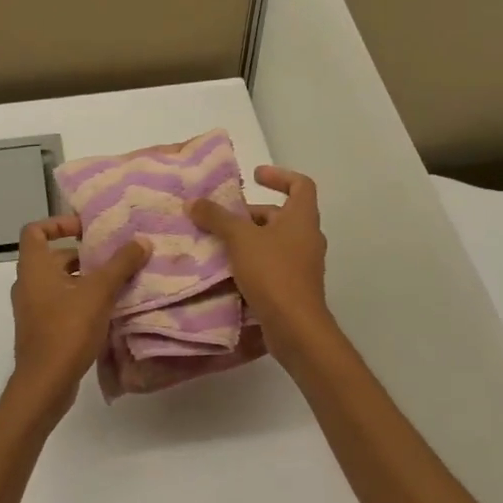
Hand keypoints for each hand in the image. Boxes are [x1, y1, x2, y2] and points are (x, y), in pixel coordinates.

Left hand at [9, 216, 149, 409]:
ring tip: (118, 283)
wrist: (45, 383)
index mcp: (34, 267)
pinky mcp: (41, 330)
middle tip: (114, 257)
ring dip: (86, 280)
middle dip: (84, 255)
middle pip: (53, 257)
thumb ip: (120, 264)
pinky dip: (81, 301)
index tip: (86, 230)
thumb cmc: (67, 329)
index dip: (59, 224)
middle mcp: (28, 284)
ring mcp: (32, 309)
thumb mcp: (99, 292)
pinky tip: (108, 310)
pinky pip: (61, 304)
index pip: (35, 230)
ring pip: (60, 283)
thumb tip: (142, 241)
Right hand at [189, 165, 331, 354]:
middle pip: (282, 214)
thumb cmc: (273, 272)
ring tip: (220, 242)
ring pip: (275, 241)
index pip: (300, 184)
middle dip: (252, 213)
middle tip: (223, 217)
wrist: (295, 326)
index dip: (279, 175)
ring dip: (250, 238)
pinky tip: (228, 270)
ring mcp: (304, 263)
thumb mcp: (240, 239)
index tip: (255, 176)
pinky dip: (253, 261)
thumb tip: (194, 201)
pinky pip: (273, 264)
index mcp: (302, 218)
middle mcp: (307, 237)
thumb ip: (217, 218)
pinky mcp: (295, 286)